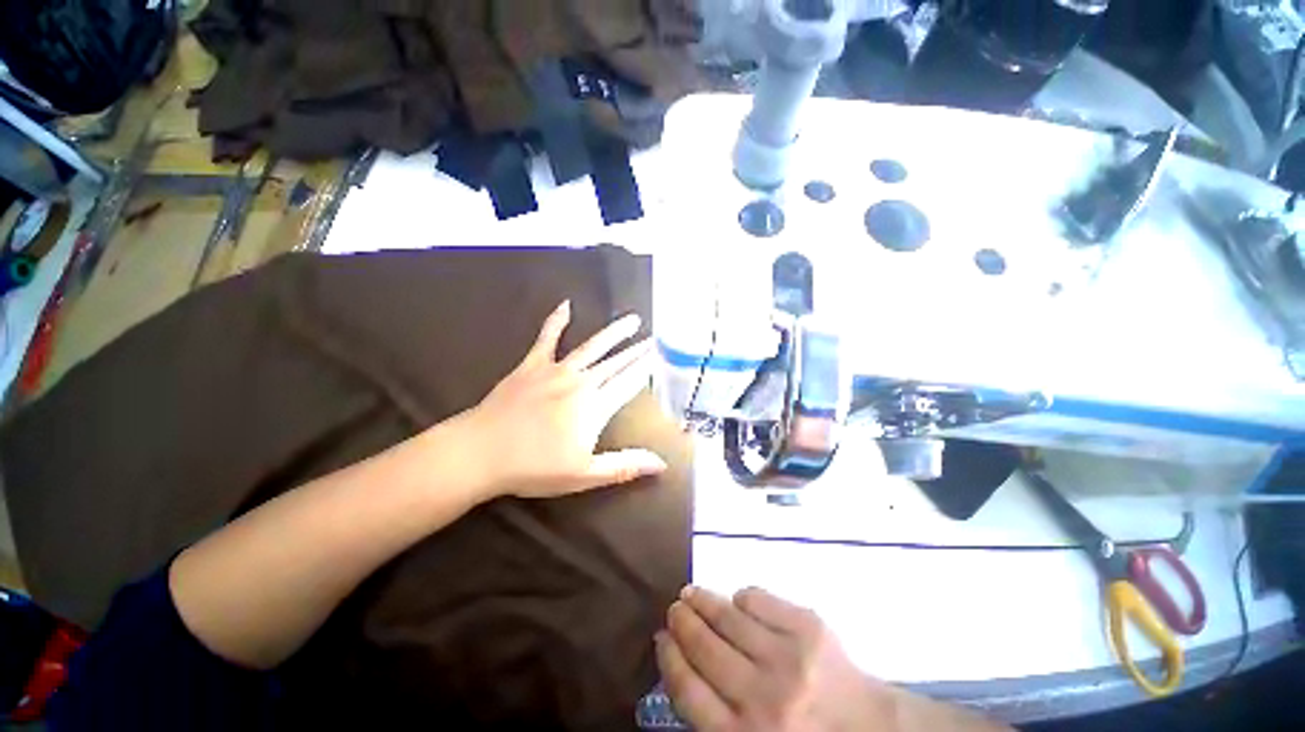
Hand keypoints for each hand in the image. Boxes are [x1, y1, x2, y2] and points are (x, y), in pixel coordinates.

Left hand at [452, 301, 667, 499]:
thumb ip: (625, 466)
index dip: (646, 369)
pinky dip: (556, 321)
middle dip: (638, 350)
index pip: (629, 383)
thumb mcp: (584, 475)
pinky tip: (566, 305)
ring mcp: (555, 370)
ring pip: (592, 346)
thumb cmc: (534, 467)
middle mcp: (580, 382)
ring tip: (631, 320)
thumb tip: (662, 464)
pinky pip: (546, 338)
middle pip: (616, 363)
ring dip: (613, 333)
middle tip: (655, 338)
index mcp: (595, 407)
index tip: (661, 356)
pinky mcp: (532, 365)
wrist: (481, 452)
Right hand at [657, 586, 895, 731]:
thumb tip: (681, 660)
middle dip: (683, 622)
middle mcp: (763, 699)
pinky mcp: (809, 628)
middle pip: (705, 648)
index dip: (669, 657)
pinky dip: (743, 597)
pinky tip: (736, 601)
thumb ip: (715, 714)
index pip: (688, 690)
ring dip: (704, 600)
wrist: (872, 731)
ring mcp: (788, 658)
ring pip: (729, 618)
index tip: (661, 637)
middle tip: (674, 607)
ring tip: (691, 593)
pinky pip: (760, 600)